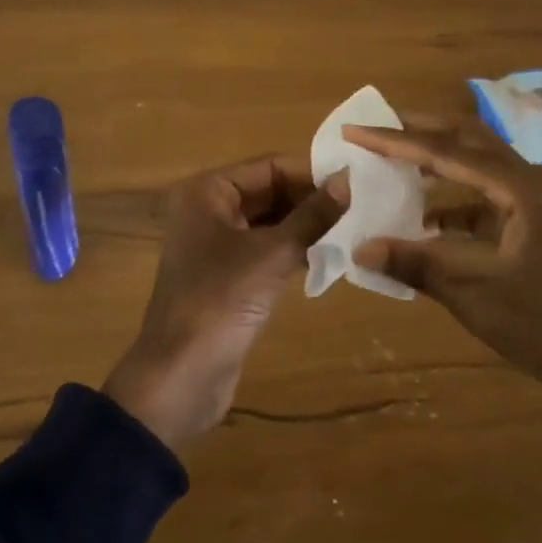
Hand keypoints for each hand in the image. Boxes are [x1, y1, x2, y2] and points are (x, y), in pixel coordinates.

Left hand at [104, 156, 348, 451]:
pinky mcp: (226, 276)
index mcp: (207, 191)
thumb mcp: (272, 254)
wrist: (180, 376)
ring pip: (269, 222)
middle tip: (361, 207)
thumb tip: (348, 180)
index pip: (268, 166)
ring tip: (354, 229)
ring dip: (305, 225)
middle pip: (268, 191)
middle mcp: (207, 209)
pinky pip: (265, 249)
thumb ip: (312, 216)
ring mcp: (215, 244)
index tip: (356, 181)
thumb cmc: (220, 301)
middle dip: (310, 199)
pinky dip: (293, 250)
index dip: (311, 172)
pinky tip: (329, 256)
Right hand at [345, 116, 541, 441]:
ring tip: (396, 161)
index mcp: (522, 189)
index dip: (395, 140)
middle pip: (469, 140)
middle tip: (378, 126)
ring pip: (480, 165)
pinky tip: (428, 220)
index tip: (355, 130)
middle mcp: (532, 183)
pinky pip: (489, 198)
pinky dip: (455, 202)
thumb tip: (361, 249)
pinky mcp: (541, 227)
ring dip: (439, 161)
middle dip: (421, 130)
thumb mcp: (477, 297)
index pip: (445, 152)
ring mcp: (540, 204)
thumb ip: (417, 265)